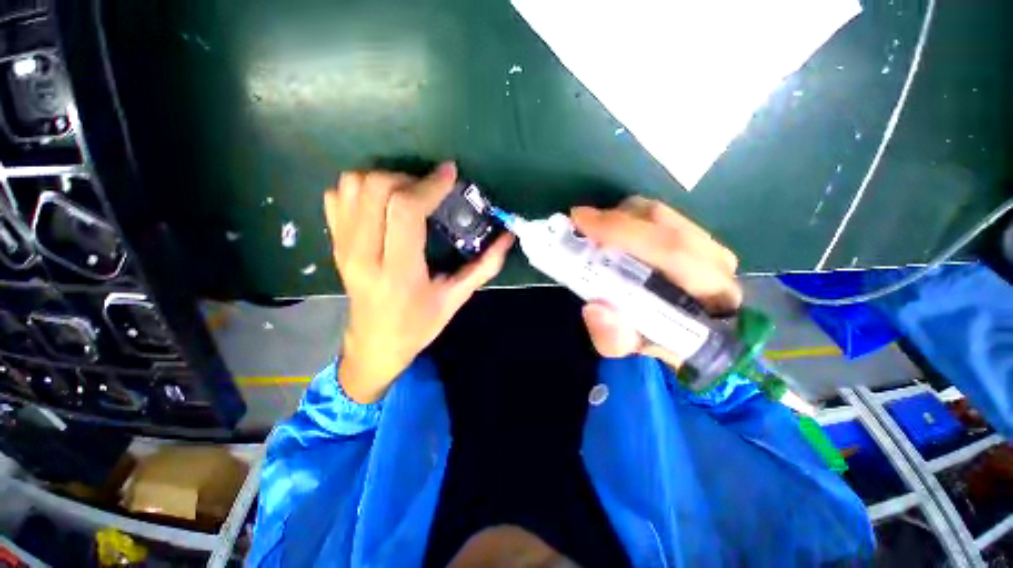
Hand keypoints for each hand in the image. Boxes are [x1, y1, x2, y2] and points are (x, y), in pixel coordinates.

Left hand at [324, 162, 513, 402]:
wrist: (373, 345)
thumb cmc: (418, 326)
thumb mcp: (455, 299)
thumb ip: (483, 267)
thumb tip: (507, 237)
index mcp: (399, 272)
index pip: (406, 211)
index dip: (429, 185)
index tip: (449, 173)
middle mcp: (364, 255)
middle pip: (376, 188)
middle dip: (408, 178)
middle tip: (429, 189)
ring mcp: (343, 247)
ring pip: (352, 186)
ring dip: (383, 180)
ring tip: (407, 195)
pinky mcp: (334, 244)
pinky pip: (336, 197)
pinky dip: (360, 189)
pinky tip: (381, 204)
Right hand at [571, 196, 740, 369]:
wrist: (679, 334)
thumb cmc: (653, 340)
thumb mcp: (627, 348)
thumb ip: (613, 337)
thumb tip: (594, 307)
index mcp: (712, 296)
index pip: (671, 250)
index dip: (623, 231)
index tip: (581, 221)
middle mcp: (717, 264)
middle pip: (663, 222)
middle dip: (617, 220)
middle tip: (581, 225)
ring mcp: (709, 245)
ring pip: (661, 214)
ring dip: (620, 217)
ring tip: (595, 232)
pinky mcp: (695, 237)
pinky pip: (658, 215)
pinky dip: (628, 217)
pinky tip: (611, 231)